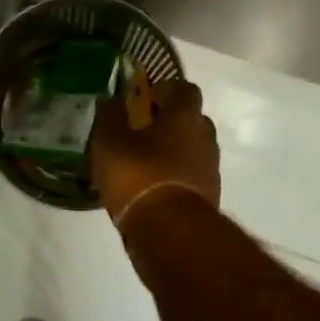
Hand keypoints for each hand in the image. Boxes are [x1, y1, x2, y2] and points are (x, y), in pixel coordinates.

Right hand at [91, 79, 220, 226]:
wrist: (169, 232)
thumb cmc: (138, 175)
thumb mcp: (109, 141)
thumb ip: (110, 115)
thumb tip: (112, 99)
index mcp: (185, 116)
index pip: (185, 88)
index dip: (164, 89)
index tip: (142, 100)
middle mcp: (205, 137)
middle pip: (190, 120)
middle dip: (167, 122)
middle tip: (138, 132)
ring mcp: (210, 169)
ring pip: (191, 150)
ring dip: (170, 152)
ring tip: (140, 164)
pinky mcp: (207, 196)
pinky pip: (189, 176)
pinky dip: (173, 177)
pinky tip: (148, 188)